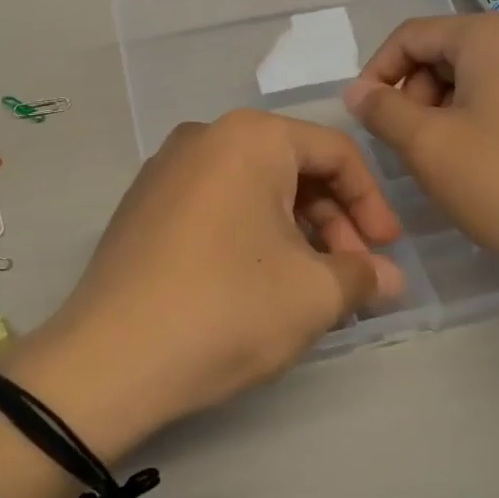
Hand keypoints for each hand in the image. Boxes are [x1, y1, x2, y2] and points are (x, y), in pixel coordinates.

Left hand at [4, 111, 403, 458]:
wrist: (108, 361)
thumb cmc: (227, 309)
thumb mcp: (313, 295)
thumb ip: (363, 276)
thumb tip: (390, 279)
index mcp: (250, 137)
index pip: (335, 153)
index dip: (372, 203)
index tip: (387, 253)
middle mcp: (204, 137)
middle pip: (292, 168)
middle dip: (333, 222)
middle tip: (351, 276)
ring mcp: (166, 170)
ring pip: (253, 189)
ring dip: (294, 233)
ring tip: (311, 287)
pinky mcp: (143, 206)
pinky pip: (216, 205)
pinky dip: (251, 235)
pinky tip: (259, 283)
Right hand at [343, 14, 498, 309]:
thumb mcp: (426, 145)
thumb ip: (381, 110)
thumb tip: (356, 91)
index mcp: (493, 34)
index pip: (412, 35)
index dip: (377, 72)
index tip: (363, 116)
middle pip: (444, 52)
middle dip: (413, 93)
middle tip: (407, 144)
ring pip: (471, 75)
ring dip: (440, 109)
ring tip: (439, 158)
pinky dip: (473, 117)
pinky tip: (473, 160)